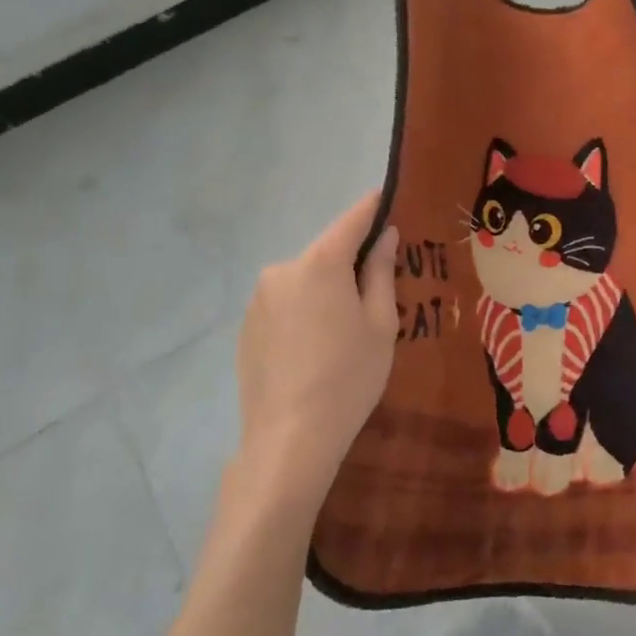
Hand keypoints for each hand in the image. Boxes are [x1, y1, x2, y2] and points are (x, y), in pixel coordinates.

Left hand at [223, 193, 399, 519]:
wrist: (290, 438)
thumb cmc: (349, 376)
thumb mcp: (381, 323)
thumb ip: (381, 272)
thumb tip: (384, 236)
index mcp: (320, 264)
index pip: (352, 221)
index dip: (373, 208)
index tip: (389, 197)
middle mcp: (282, 270)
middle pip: (326, 254)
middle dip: (351, 263)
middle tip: (377, 291)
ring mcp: (259, 299)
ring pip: (304, 281)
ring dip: (325, 290)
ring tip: (344, 330)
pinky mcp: (247, 327)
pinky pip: (285, 305)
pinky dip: (304, 312)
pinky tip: (315, 349)